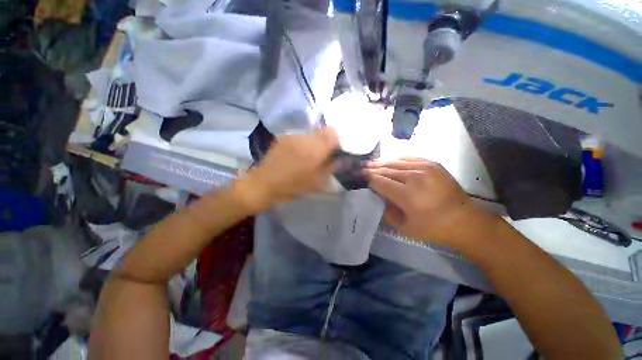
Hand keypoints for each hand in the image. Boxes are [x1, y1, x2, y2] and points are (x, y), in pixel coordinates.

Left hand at [233, 127, 339, 212]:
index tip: (337, 151)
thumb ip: (331, 167)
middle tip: (326, 153)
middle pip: (324, 130)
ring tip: (312, 154)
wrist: (264, 183)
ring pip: (313, 132)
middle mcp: (305, 138)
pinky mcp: (285, 137)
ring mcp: (293, 136)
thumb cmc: (292, 186)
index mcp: (315, 150)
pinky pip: (301, 135)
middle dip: (329, 139)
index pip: (334, 135)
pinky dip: (306, 142)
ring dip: (317, 140)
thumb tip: (341, 159)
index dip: (339, 141)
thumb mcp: (317, 182)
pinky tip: (300, 153)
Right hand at [365, 157, 496, 247]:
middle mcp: (415, 177)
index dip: (369, 180)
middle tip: (361, 169)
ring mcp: (425, 167)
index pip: (380, 182)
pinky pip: (409, 157)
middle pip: (386, 170)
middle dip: (372, 169)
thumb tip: (375, 197)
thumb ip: (386, 212)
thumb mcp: (404, 228)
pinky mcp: (433, 164)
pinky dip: (396, 158)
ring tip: (370, 163)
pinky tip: (389, 160)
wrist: (465, 221)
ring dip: (381, 162)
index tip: (360, 178)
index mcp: (408, 195)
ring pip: (396, 162)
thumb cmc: (433, 229)